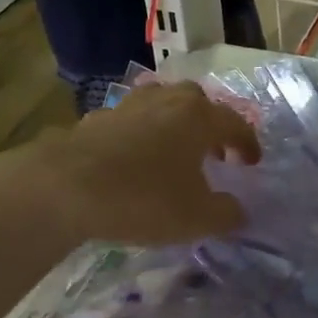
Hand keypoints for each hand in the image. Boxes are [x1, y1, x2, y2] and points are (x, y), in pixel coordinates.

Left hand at [29, 84, 261, 245]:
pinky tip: (134, 159)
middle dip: (212, 126)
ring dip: (175, 125)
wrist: (64, 187)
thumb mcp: (197, 218)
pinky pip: (130, 121)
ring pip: (162, 105)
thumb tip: (237, 210)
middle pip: (199, 103)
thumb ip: (226, 214)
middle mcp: (167, 100)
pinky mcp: (95, 118)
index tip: (253, 163)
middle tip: (216, 153)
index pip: (236, 123)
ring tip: (175, 152)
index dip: (249, 144)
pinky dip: (141, 135)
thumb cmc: (144, 198)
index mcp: (199, 117)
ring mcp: (128, 105)